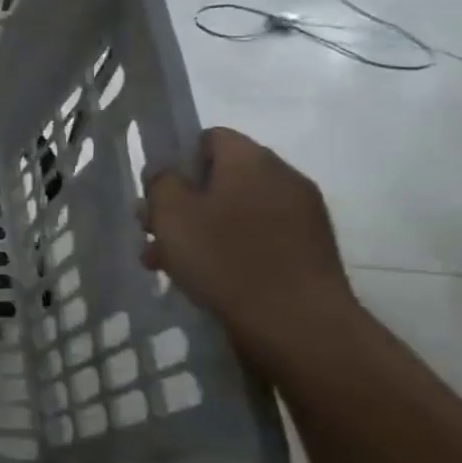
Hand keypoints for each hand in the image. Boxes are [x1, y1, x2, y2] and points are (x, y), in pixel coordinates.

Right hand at [141, 128, 355, 345]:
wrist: (298, 325)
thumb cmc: (225, 258)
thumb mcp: (172, 213)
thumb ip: (162, 182)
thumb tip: (167, 173)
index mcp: (252, 161)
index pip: (209, 137)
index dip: (176, 159)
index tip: (156, 191)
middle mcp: (284, 179)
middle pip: (220, 178)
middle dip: (182, 202)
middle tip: (153, 232)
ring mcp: (302, 217)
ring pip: (234, 212)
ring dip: (199, 230)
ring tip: (169, 263)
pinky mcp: (308, 252)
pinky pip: (256, 238)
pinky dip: (228, 250)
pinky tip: (205, 278)